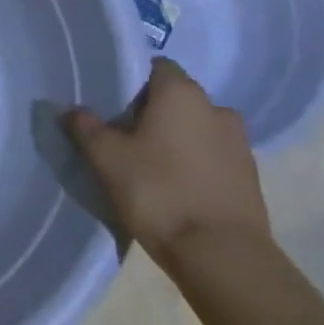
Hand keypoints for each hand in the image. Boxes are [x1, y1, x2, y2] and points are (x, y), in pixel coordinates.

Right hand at [63, 58, 268, 265]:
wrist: (221, 256)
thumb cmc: (158, 192)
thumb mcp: (107, 158)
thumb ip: (86, 127)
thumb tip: (72, 109)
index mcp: (182, 93)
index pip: (156, 67)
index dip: (133, 81)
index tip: (114, 104)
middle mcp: (216, 108)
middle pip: (178, 97)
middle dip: (154, 111)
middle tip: (126, 136)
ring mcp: (240, 143)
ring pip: (199, 128)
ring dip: (179, 138)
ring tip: (152, 164)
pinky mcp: (251, 177)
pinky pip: (214, 156)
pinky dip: (197, 163)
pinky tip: (177, 186)